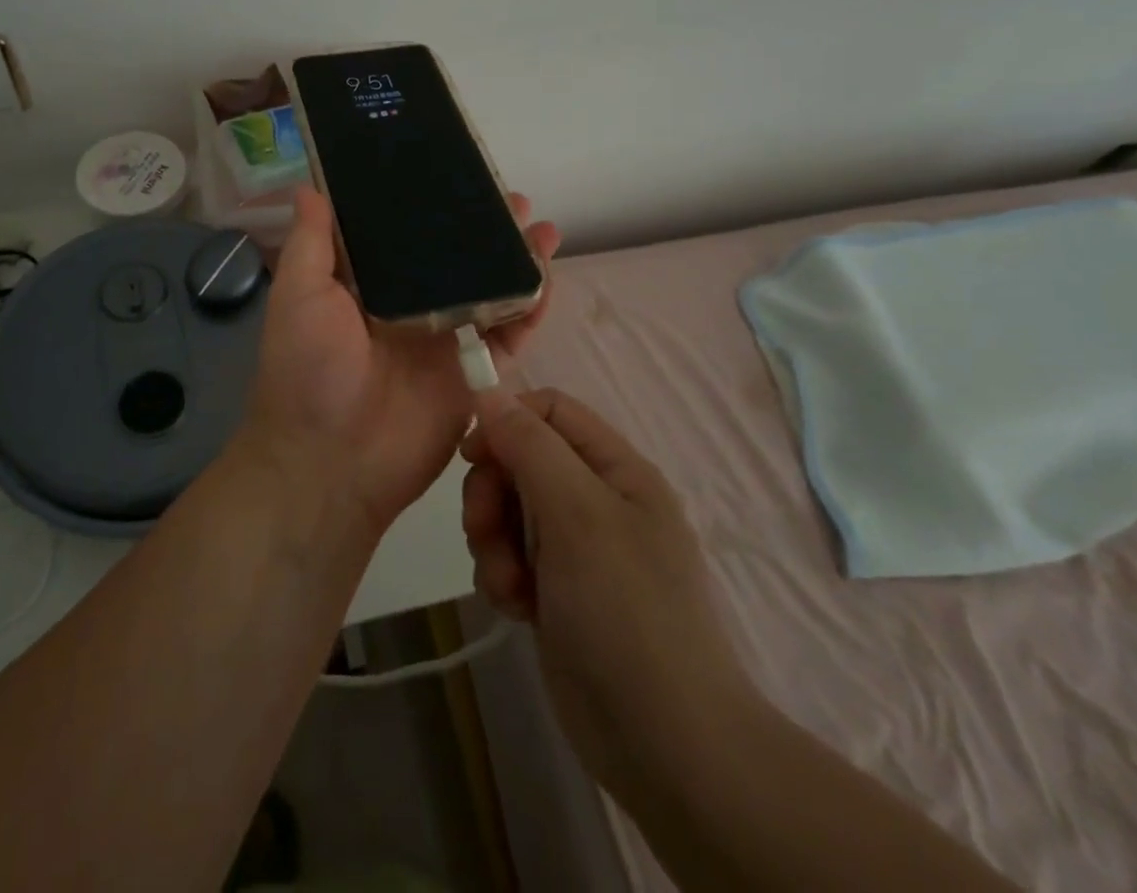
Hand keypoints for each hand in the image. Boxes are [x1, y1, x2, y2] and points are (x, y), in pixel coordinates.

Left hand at [243, 187, 560, 535]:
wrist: (330, 464)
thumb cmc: (306, 371)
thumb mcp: (299, 297)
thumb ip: (312, 244)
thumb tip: (310, 186)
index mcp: (367, 286)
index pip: (403, 235)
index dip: (427, 205)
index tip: (452, 173)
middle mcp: (409, 307)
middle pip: (454, 259)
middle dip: (482, 229)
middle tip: (510, 198)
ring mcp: (444, 341)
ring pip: (487, 291)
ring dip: (514, 260)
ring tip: (540, 227)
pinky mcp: (471, 375)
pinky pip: (507, 336)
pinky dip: (529, 308)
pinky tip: (546, 276)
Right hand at [460, 389, 753, 797]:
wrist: (664, 744)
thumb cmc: (625, 611)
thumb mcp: (577, 513)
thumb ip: (530, 446)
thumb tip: (489, 392)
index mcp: (616, 469)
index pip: (550, 410)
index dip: (507, 421)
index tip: (471, 455)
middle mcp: (597, 500)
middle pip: (521, 461)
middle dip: (493, 493)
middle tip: (485, 530)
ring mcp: (578, 549)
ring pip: (510, 511)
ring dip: (494, 541)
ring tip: (509, 585)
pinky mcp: (558, 591)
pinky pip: (512, 557)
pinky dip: (503, 576)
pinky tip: (515, 608)